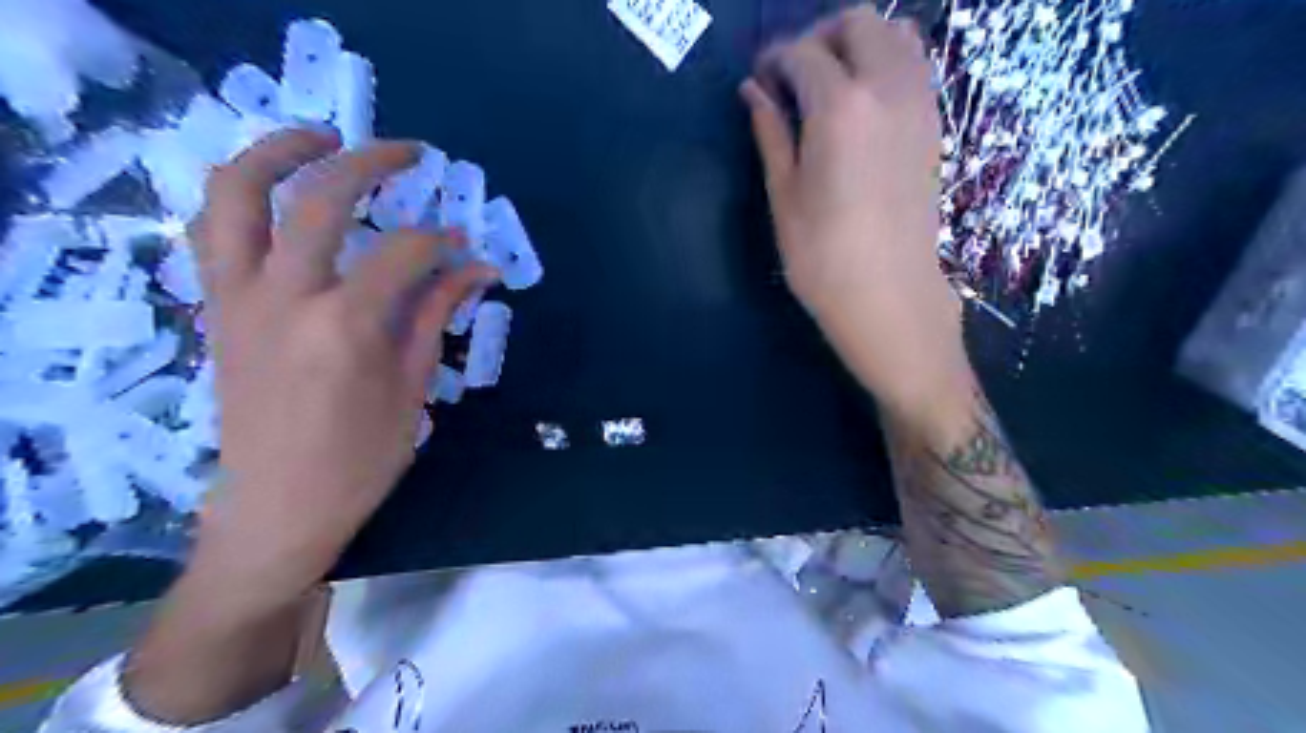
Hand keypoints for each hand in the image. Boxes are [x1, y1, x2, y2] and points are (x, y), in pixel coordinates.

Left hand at [182, 130, 490, 606]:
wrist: (277, 506)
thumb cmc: (360, 458)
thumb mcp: (413, 388)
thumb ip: (437, 314)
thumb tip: (478, 269)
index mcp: (345, 327)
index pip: (404, 255)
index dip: (443, 243)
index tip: (466, 250)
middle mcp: (284, 298)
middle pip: (322, 199)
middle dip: (373, 163)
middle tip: (411, 154)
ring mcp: (238, 298)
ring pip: (239, 194)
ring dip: (280, 152)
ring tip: (323, 139)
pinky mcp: (217, 308)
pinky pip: (213, 229)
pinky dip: (243, 196)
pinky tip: (277, 194)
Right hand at [737, 7, 962, 418]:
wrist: (889, 296)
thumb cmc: (823, 257)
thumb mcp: (784, 196)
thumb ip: (771, 133)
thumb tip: (753, 91)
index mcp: (841, 107)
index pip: (802, 54)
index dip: (773, 59)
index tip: (757, 79)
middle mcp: (887, 89)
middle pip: (857, 24)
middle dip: (818, 35)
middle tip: (791, 73)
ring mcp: (920, 104)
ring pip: (896, 34)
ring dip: (858, 41)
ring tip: (828, 80)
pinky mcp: (934, 125)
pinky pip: (916, 65)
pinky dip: (887, 60)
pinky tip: (861, 99)